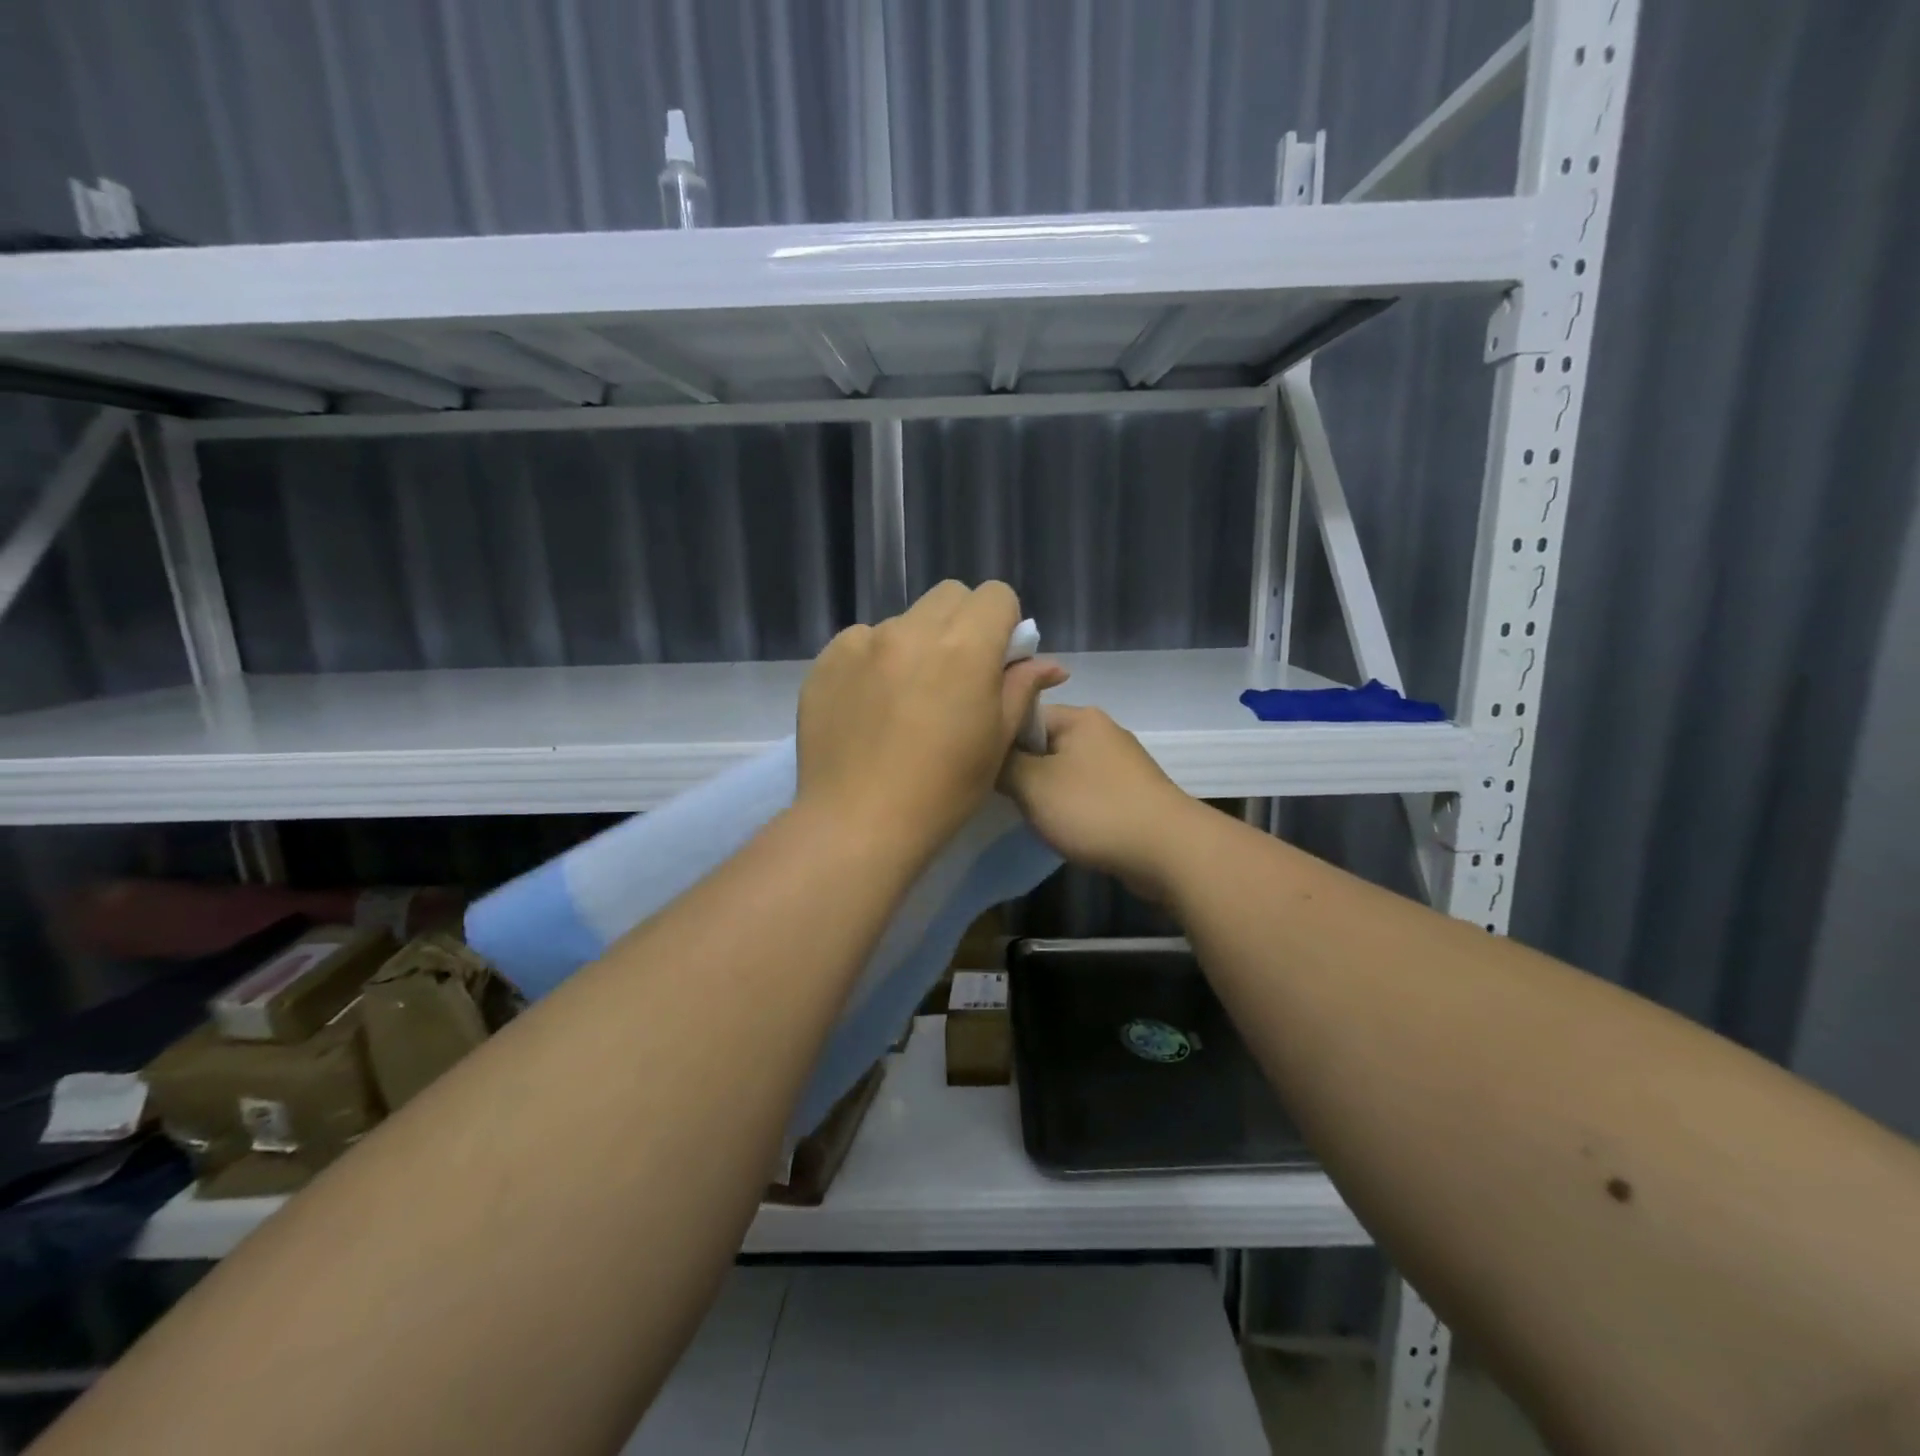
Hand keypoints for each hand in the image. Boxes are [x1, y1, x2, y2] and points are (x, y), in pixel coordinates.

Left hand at [796, 581, 1066, 856]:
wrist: (857, 823)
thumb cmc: (943, 790)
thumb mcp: (996, 741)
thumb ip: (1021, 688)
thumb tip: (1047, 663)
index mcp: (965, 646)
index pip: (996, 594)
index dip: (1003, 623)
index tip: (996, 659)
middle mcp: (912, 630)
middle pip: (949, 596)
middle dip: (962, 623)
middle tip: (956, 673)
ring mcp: (862, 642)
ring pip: (903, 620)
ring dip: (915, 643)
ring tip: (905, 697)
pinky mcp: (826, 660)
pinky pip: (861, 642)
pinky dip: (874, 660)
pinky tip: (870, 706)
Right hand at [1000, 705, 1198, 901]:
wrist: (1168, 850)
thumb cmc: (1094, 809)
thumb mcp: (1033, 785)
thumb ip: (1003, 764)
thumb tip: (989, 753)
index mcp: (1080, 717)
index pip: (1025, 714)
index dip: (1000, 740)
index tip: (983, 769)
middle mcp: (1102, 731)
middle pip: (1045, 743)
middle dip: (1023, 769)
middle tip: (1003, 797)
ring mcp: (1120, 763)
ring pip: (1065, 770)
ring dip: (1047, 791)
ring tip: (1031, 815)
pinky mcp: (1131, 793)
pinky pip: (1087, 792)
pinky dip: (1072, 806)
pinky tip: (1063, 827)